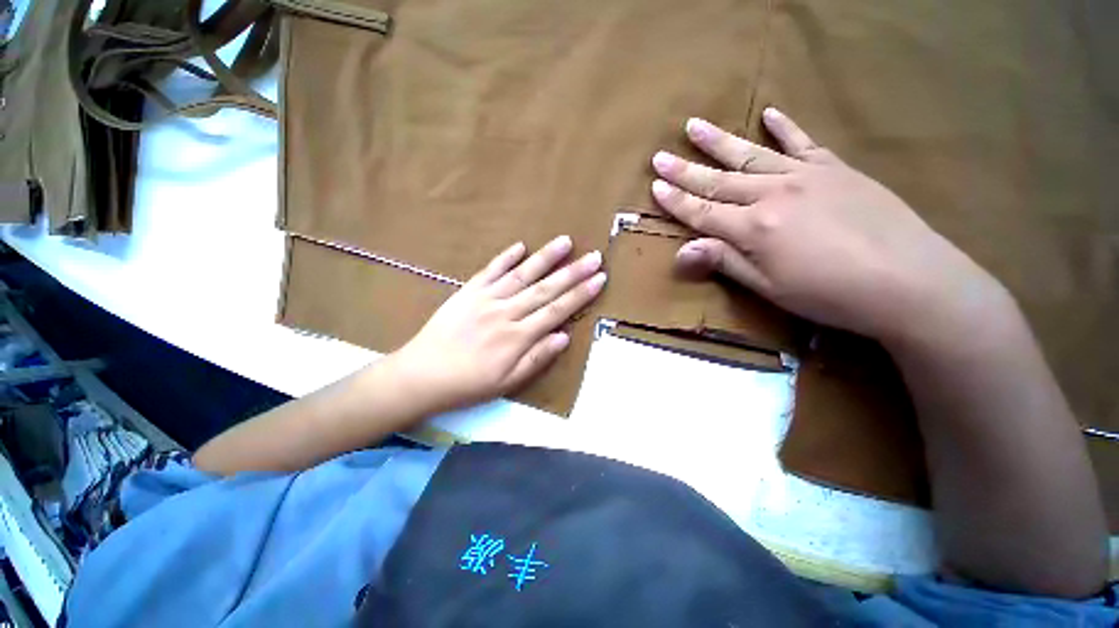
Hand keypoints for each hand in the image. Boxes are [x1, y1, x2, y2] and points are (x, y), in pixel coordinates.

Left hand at [390, 236, 605, 412]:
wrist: (422, 375)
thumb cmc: (469, 384)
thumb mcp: (508, 382)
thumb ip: (537, 358)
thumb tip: (564, 337)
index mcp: (518, 336)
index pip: (557, 310)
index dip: (580, 294)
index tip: (599, 278)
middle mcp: (506, 312)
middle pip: (546, 288)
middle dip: (573, 272)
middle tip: (594, 256)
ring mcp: (486, 298)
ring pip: (522, 274)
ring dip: (545, 257)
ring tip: (565, 241)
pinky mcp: (468, 291)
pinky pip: (490, 270)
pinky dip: (506, 257)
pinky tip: (520, 245)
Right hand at [650, 107, 1008, 346]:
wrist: (909, 280)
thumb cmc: (829, 294)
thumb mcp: (768, 288)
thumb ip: (724, 262)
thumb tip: (681, 251)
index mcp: (753, 228)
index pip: (701, 211)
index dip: (675, 201)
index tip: (654, 186)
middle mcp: (772, 194)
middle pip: (718, 180)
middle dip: (685, 169)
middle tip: (659, 155)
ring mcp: (804, 175)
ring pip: (750, 154)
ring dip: (718, 141)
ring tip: (694, 126)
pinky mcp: (834, 168)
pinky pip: (803, 141)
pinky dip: (784, 126)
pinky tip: (770, 112)